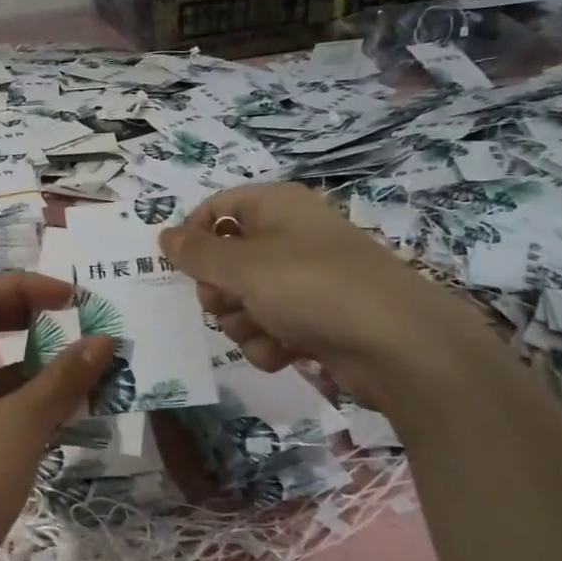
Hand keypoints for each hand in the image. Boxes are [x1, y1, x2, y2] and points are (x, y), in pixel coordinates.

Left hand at [0, 274, 113, 560]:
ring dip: (41, 360)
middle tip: (78, 320)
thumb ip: (64, 378)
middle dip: (34, 316)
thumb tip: (104, 341)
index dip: (25, 286)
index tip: (71, 298)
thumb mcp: (21, 423)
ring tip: (88, 364)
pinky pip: (2, 399)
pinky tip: (73, 406)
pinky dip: (34, 395)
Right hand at [160, 183, 485, 403]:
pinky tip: (285, 353)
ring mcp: (305, 280)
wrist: (398, 344)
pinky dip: (269, 343)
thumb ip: (196, 254)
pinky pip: (270, 327)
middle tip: (227, 303)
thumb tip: (163, 236)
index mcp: (275, 207)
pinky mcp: (316, 318)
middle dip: (219, 291)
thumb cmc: (313, 288)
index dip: (193, 236)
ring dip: (243, 323)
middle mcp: (289, 237)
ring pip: (244, 300)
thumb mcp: (244, 267)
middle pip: (226, 260)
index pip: (217, 208)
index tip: (179, 267)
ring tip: (264, 332)